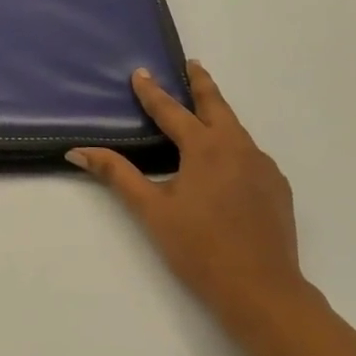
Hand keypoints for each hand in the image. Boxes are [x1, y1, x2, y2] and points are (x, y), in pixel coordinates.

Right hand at [70, 63, 318, 350]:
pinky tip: (227, 166)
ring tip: (205, 113)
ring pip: (236, 130)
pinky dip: (234, 147)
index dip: (152, 92)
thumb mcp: (151, 211)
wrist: (262, 290)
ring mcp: (263, 166)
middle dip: (201, 83)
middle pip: (216, 105)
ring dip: (219, 115)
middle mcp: (237, 147)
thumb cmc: (199, 248)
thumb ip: (117, 175)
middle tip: (192, 65)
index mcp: (205, 148)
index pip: (172, 111)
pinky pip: (251, 156)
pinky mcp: (277, 187)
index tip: (140, 72)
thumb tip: (78, 152)